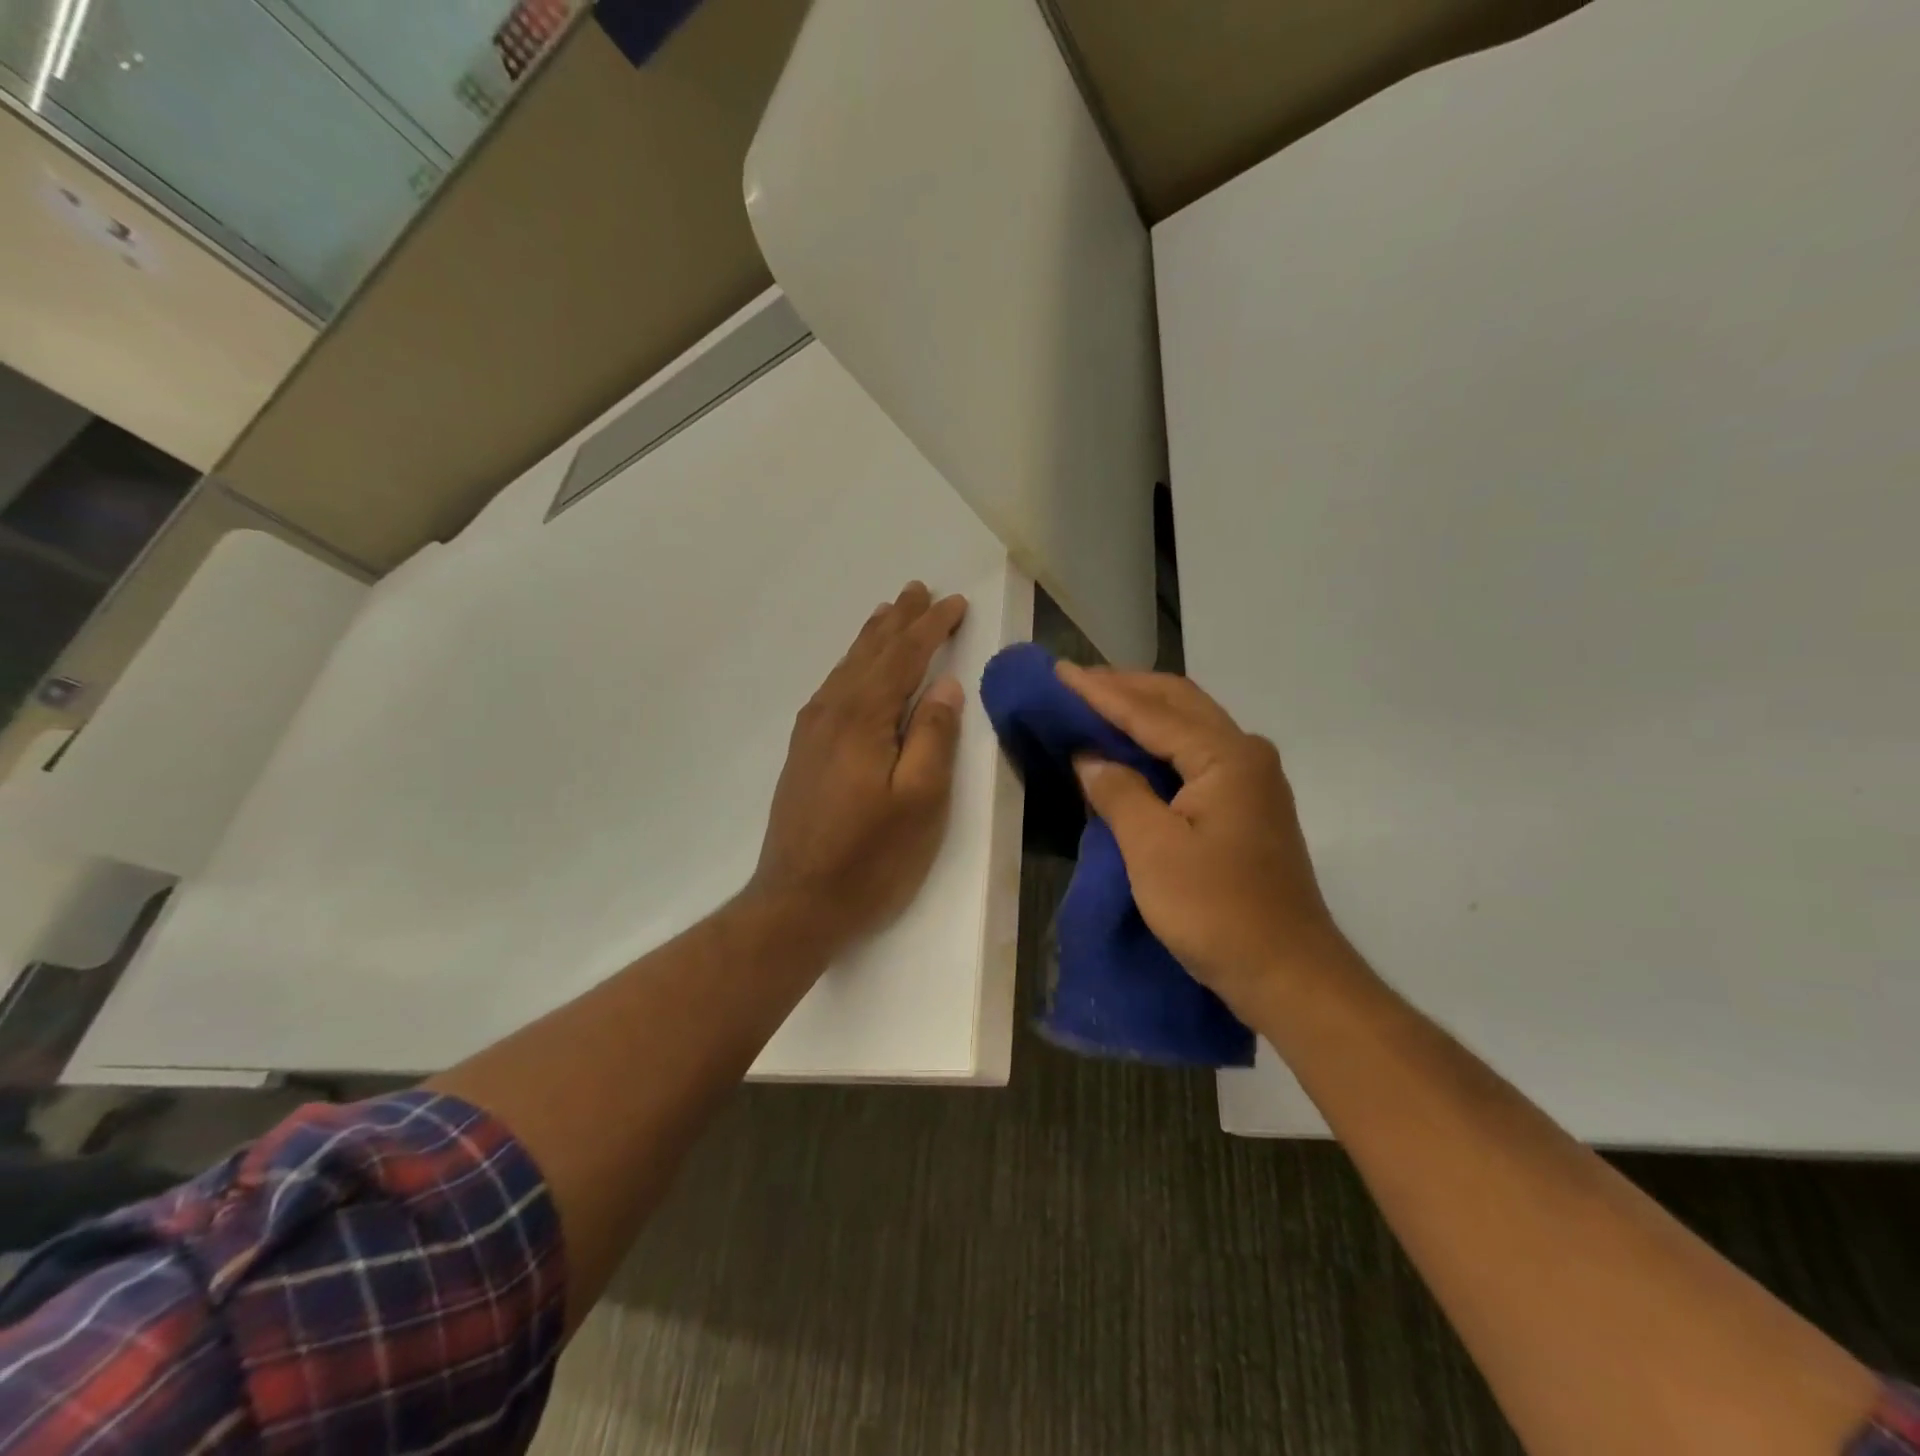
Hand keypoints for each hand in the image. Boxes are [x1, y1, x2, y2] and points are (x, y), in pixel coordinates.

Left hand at [747, 582, 969, 949]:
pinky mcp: (803, 753)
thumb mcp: (920, 801)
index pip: (904, 658)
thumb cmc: (870, 858)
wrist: (797, 903)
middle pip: (871, 654)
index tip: (955, 603)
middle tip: (918, 590)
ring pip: (847, 669)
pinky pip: (832, 689)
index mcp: (863, 719)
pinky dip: (851, 667)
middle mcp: (832, 713)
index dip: (931, 628)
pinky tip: (854, 670)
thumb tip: (946, 686)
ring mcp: (812, 733)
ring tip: (888, 613)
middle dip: (899, 621)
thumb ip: (933, 738)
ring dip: (872, 639)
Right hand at [1057, 663, 1357, 1016]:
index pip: (1152, 711)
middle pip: (1179, 703)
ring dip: (1143, 711)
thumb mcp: (1153, 850)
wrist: (1288, 973)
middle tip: (1076, 681)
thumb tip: (1090, 756)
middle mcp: (1245, 755)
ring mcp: (1251, 781)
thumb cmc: (1218, 911)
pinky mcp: (1246, 807)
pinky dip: (1158, 744)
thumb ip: (1119, 793)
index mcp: (1226, 757)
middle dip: (1126, 688)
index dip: (1101, 691)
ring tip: (1096, 704)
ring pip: (1189, 726)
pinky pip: (1195, 755)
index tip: (1060, 671)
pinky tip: (1131, 750)